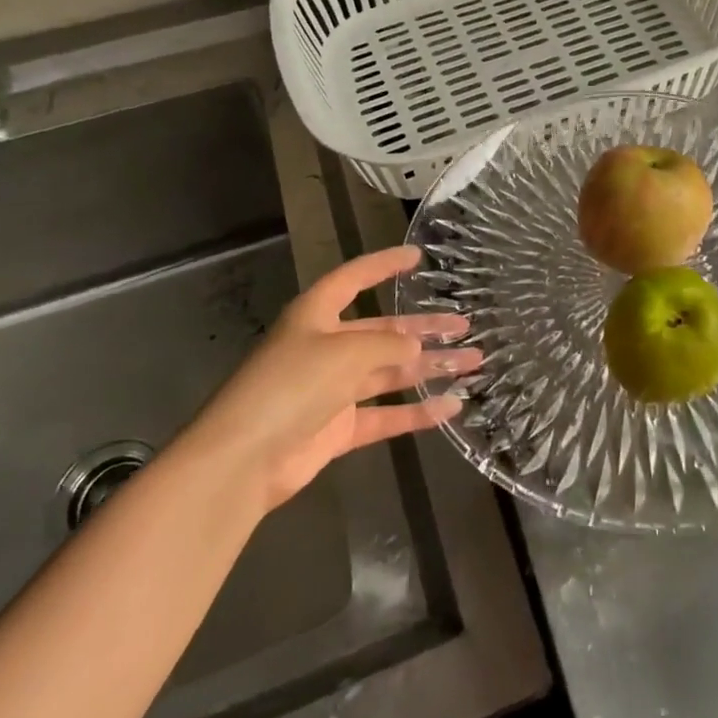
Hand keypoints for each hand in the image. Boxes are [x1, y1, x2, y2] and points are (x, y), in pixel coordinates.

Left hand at [187, 246, 480, 511]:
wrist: (244, 460)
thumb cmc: (291, 385)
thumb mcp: (344, 352)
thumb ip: (387, 345)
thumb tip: (415, 345)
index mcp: (316, 314)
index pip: (355, 279)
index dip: (384, 265)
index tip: (418, 257)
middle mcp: (326, 346)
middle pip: (383, 330)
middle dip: (424, 327)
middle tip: (465, 324)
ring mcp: (332, 389)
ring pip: (390, 372)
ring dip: (429, 368)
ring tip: (473, 362)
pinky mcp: (338, 428)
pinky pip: (384, 414)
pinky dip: (416, 412)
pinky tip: (451, 407)